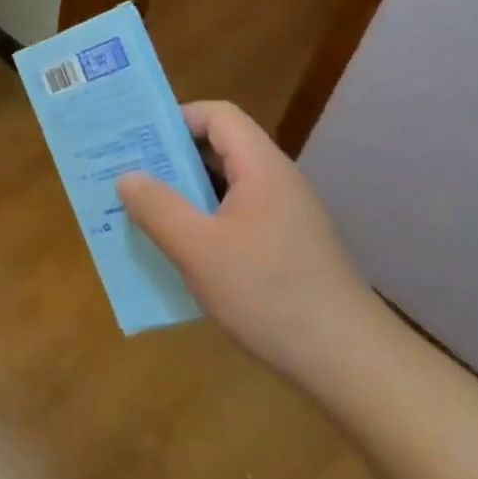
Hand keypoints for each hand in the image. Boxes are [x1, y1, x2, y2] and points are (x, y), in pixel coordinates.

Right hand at [116, 101, 381, 382]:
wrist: (350, 362)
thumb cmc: (269, 294)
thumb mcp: (198, 250)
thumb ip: (158, 207)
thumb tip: (127, 177)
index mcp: (261, 168)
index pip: (217, 115)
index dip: (175, 119)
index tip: (137, 143)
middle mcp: (276, 182)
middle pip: (219, 148)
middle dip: (171, 159)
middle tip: (128, 178)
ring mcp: (284, 216)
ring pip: (225, 187)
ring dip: (184, 195)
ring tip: (144, 215)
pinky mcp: (286, 248)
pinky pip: (235, 218)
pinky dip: (204, 223)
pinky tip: (182, 255)